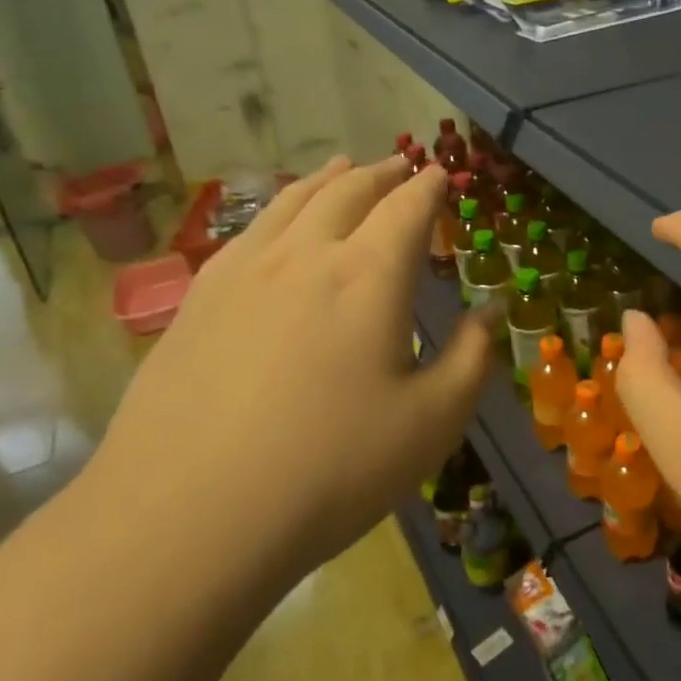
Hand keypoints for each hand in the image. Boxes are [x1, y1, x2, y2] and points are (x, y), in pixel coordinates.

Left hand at [86, 155, 492, 608]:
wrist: (188, 517)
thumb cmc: (331, 470)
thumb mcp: (431, 423)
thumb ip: (471, 358)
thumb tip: (492, 311)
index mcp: (368, 276)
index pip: (407, 209)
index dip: (429, 187)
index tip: (443, 174)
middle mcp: (305, 256)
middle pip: (348, 191)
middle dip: (381, 172)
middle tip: (400, 163)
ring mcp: (242, 273)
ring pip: (291, 202)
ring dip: (326, 178)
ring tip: (342, 166)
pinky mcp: (197, 301)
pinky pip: (248, 232)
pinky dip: (276, 210)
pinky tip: (276, 225)